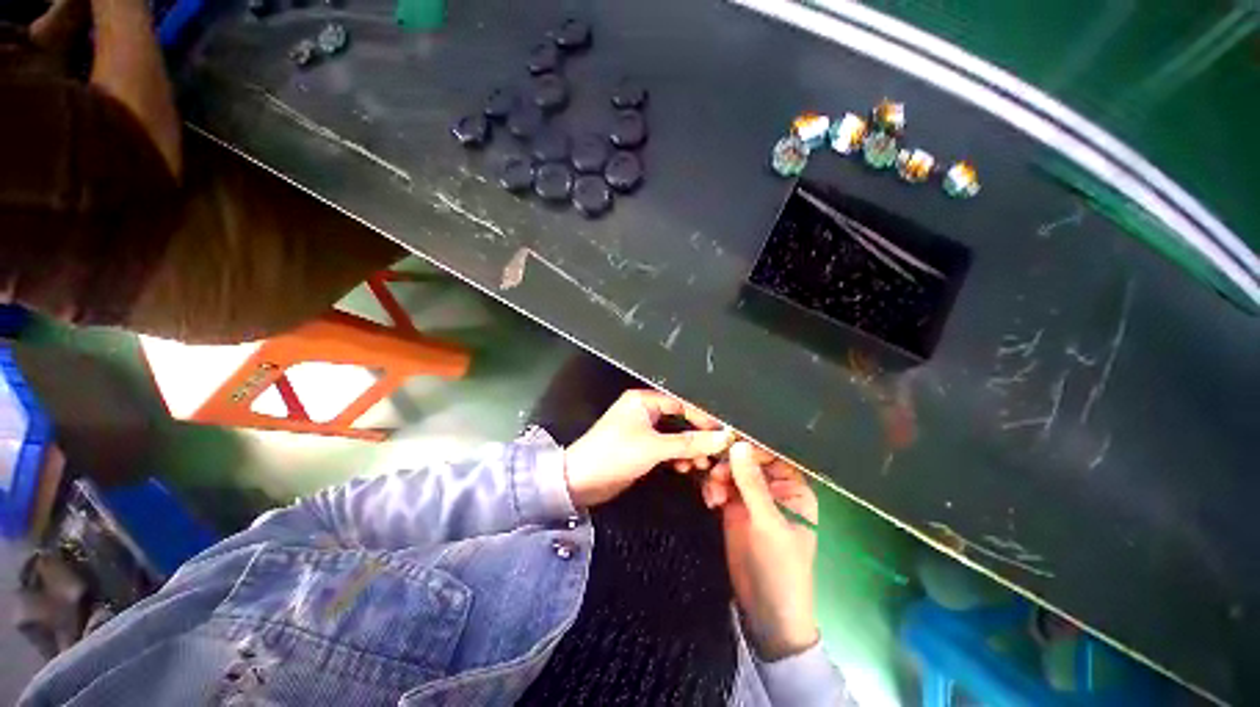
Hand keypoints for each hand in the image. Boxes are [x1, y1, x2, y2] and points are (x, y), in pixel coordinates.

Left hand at [564, 390, 732, 506]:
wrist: (580, 481)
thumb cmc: (615, 454)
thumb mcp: (654, 447)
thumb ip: (689, 443)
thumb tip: (722, 438)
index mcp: (644, 400)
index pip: (682, 402)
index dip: (703, 417)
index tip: (723, 432)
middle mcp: (644, 410)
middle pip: (680, 419)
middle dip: (696, 436)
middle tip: (714, 452)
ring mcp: (643, 429)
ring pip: (675, 435)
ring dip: (688, 449)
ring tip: (700, 464)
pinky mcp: (642, 447)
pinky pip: (666, 447)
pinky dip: (677, 456)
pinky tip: (684, 467)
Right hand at [705, 442, 819, 660]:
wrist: (765, 610)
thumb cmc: (780, 566)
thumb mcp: (768, 523)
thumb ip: (752, 483)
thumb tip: (738, 445)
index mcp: (792, 487)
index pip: (770, 454)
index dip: (749, 447)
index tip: (726, 443)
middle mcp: (772, 487)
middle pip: (747, 460)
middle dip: (729, 463)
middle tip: (714, 474)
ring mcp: (751, 497)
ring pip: (731, 471)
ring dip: (718, 476)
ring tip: (713, 495)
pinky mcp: (733, 507)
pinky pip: (720, 486)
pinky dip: (713, 488)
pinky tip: (710, 501)